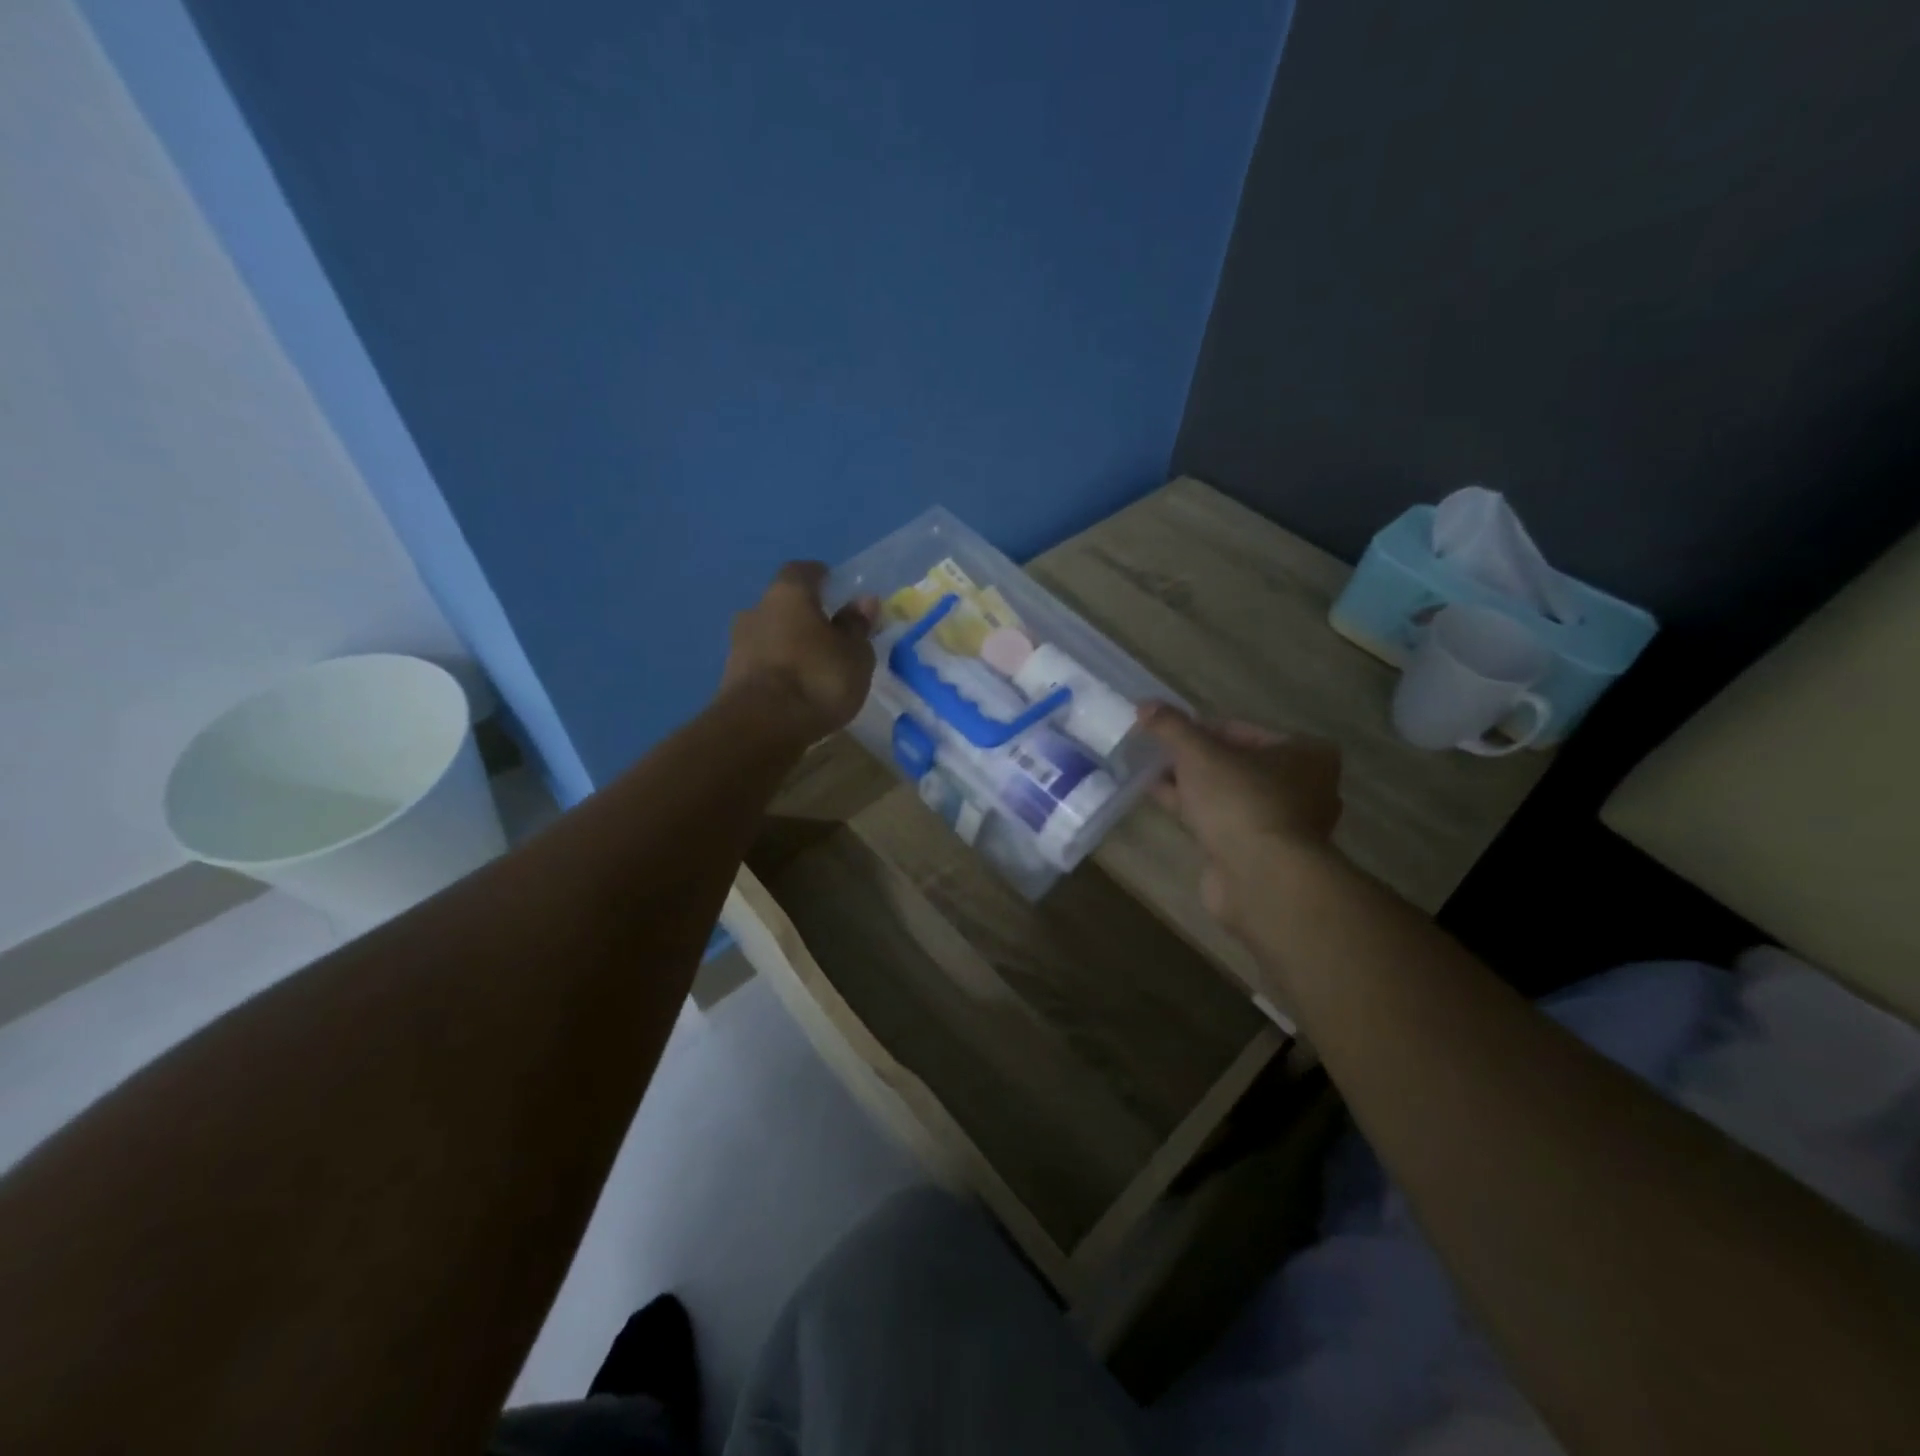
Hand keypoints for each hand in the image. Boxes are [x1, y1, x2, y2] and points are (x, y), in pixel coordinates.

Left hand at [721, 562, 879, 739]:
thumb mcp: (854, 654)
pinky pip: (762, 664)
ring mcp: (738, 644)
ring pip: (770, 635)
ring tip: (815, 668)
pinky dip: (778, 670)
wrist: (760, 727)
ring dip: (790, 645)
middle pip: (783, 604)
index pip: (804, 571)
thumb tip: (863, 601)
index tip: (839, 591)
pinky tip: (795, 689)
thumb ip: (857, 626)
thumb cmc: (817, 678)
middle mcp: (756, 610)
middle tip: (831, 636)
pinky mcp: (731, 678)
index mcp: (788, 593)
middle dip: (805, 616)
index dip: (822, 578)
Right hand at [1139, 702, 1343, 924]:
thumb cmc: (1240, 802)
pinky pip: (1222, 821)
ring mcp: (1283, 824)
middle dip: (1194, 759)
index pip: (1242, 730)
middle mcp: (1304, 787)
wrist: (1260, 878)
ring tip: (1151, 774)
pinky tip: (1162, 800)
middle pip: (1236, 763)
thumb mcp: (1199, 753)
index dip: (1199, 729)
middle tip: (1157, 753)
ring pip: (1228, 795)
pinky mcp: (1261, 853)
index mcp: (1304, 753)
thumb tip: (1144, 704)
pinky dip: (1195, 811)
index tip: (1165, 732)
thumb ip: (1171, 727)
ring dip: (1192, 786)